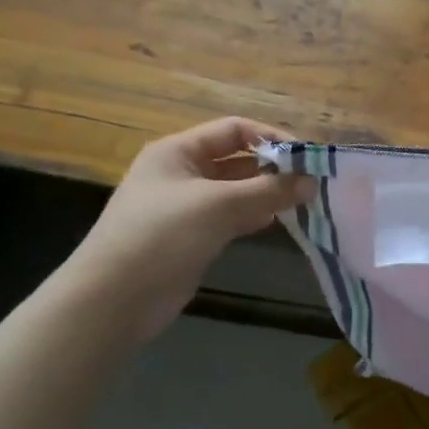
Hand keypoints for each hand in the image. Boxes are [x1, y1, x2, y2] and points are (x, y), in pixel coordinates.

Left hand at [60, 117, 313, 342]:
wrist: (115, 299)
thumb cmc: (162, 236)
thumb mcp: (219, 205)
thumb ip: (269, 190)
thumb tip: (313, 181)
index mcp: (178, 151)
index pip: (234, 130)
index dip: (272, 138)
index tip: (307, 158)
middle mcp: (182, 173)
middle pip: (238, 160)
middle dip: (275, 168)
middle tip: (313, 183)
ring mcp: (187, 206)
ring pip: (238, 190)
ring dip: (269, 193)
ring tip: (305, 202)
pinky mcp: (194, 236)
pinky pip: (233, 216)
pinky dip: (256, 216)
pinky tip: (279, 222)